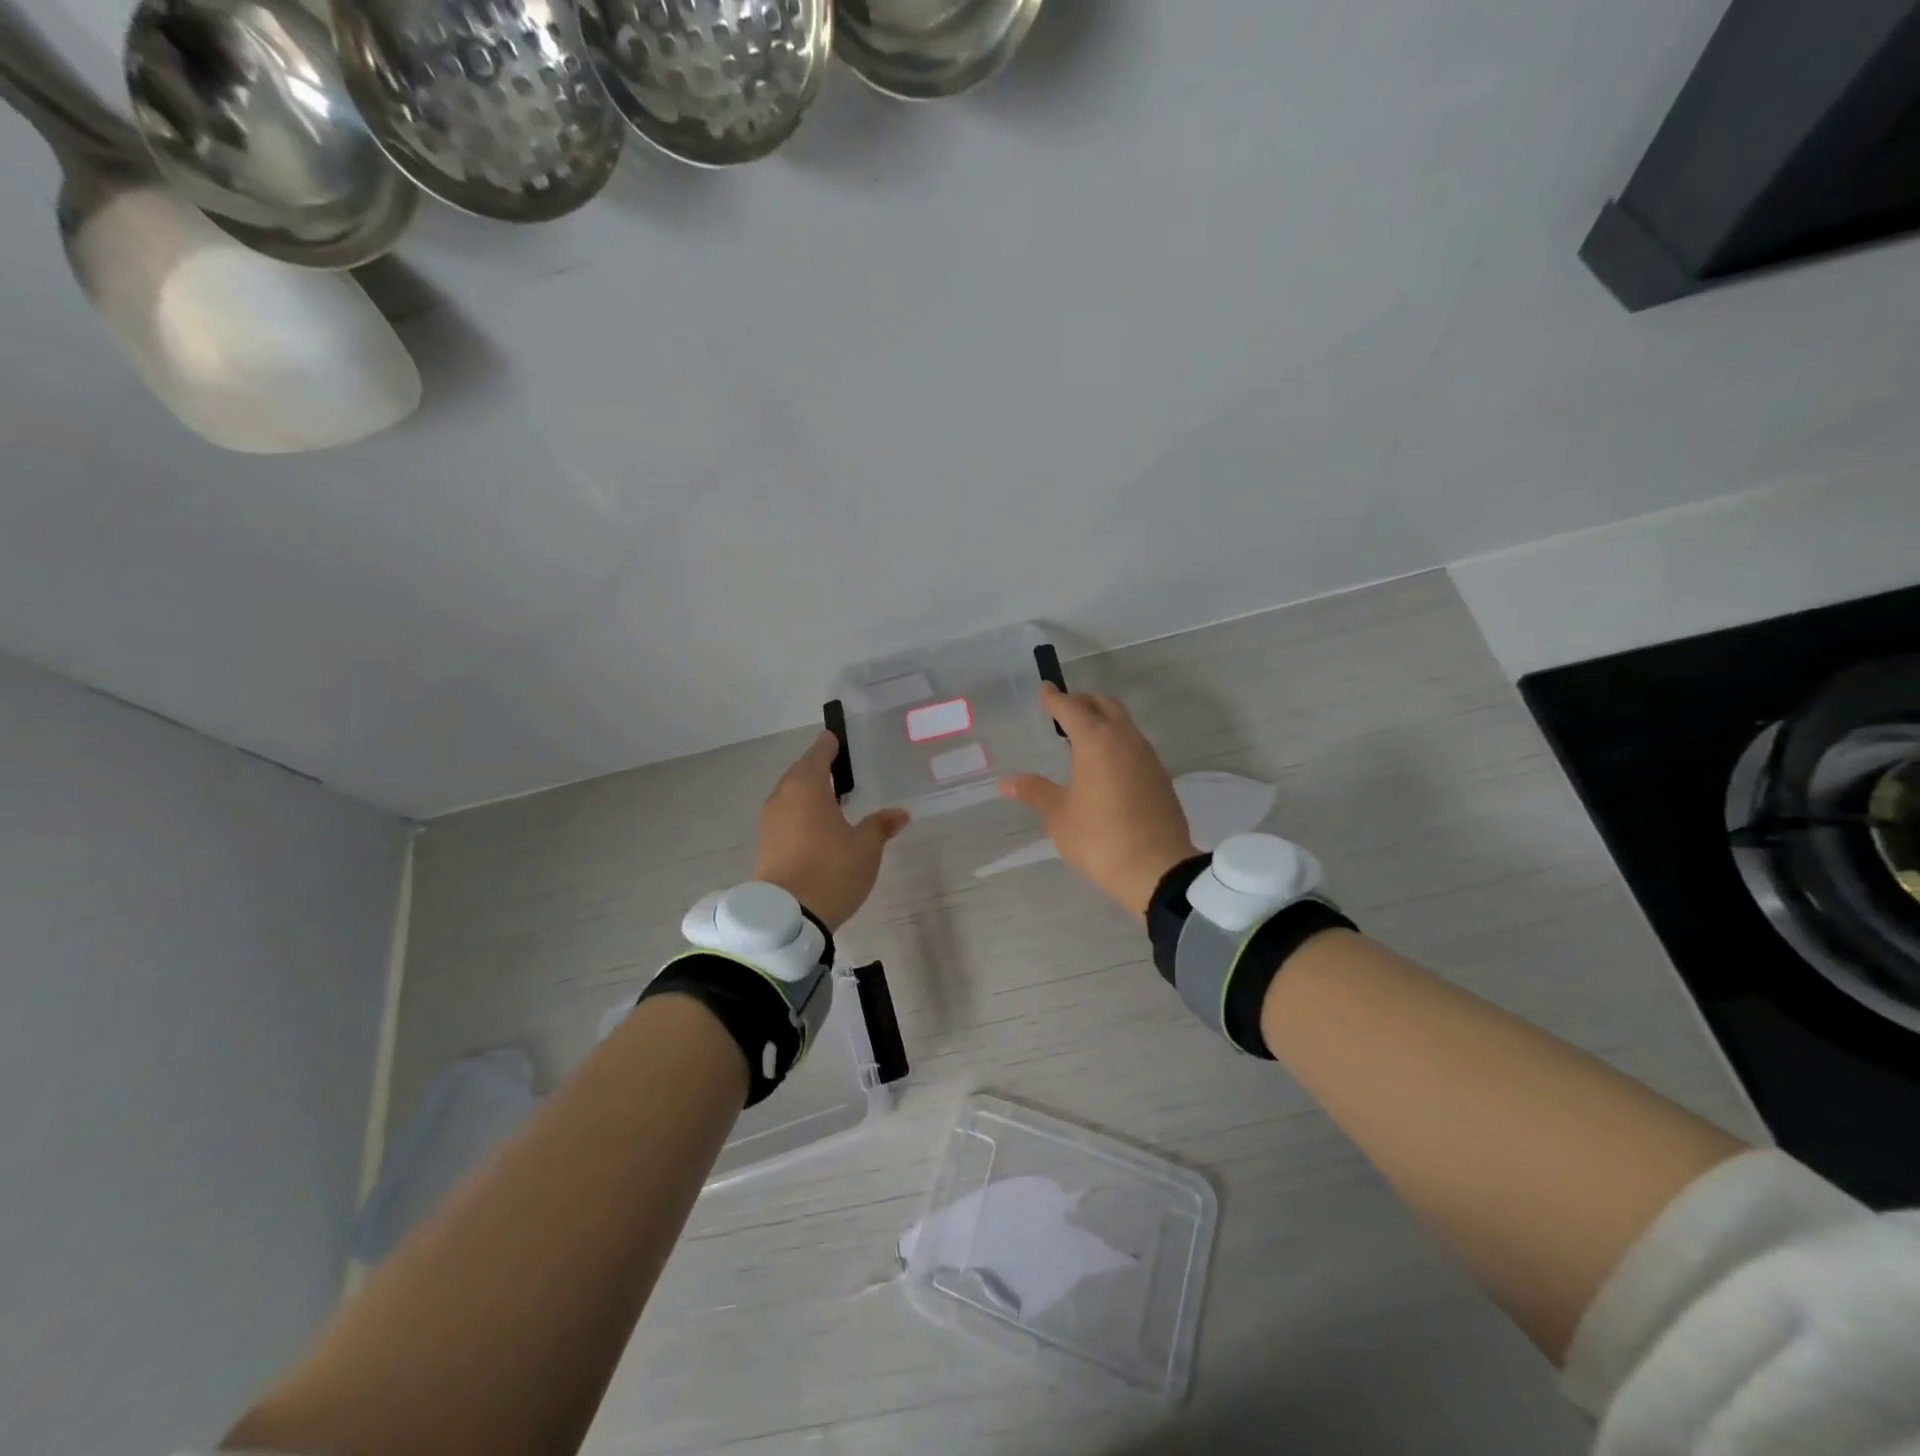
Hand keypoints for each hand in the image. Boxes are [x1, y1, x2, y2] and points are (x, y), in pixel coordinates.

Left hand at [754, 732, 908, 932]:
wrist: (788, 917)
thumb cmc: (832, 870)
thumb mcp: (866, 847)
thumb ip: (880, 825)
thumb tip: (899, 814)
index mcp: (806, 786)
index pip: (818, 753)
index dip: (829, 745)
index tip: (837, 739)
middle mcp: (782, 796)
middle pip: (800, 772)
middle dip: (818, 769)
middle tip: (840, 770)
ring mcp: (769, 821)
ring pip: (790, 795)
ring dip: (808, 793)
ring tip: (832, 800)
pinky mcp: (765, 844)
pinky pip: (785, 816)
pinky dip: (800, 814)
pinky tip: (817, 826)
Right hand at [999, 685, 1196, 920]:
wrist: (1156, 869)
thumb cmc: (1099, 838)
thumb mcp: (1059, 815)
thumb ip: (1034, 792)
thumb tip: (1005, 782)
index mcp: (1096, 741)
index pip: (1071, 707)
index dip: (1054, 698)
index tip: (1044, 690)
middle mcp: (1125, 739)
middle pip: (1103, 705)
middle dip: (1082, 702)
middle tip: (1062, 710)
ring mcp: (1147, 756)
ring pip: (1123, 723)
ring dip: (1102, 720)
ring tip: (1081, 736)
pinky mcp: (1159, 776)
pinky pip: (1134, 743)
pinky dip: (1116, 740)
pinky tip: (1105, 763)